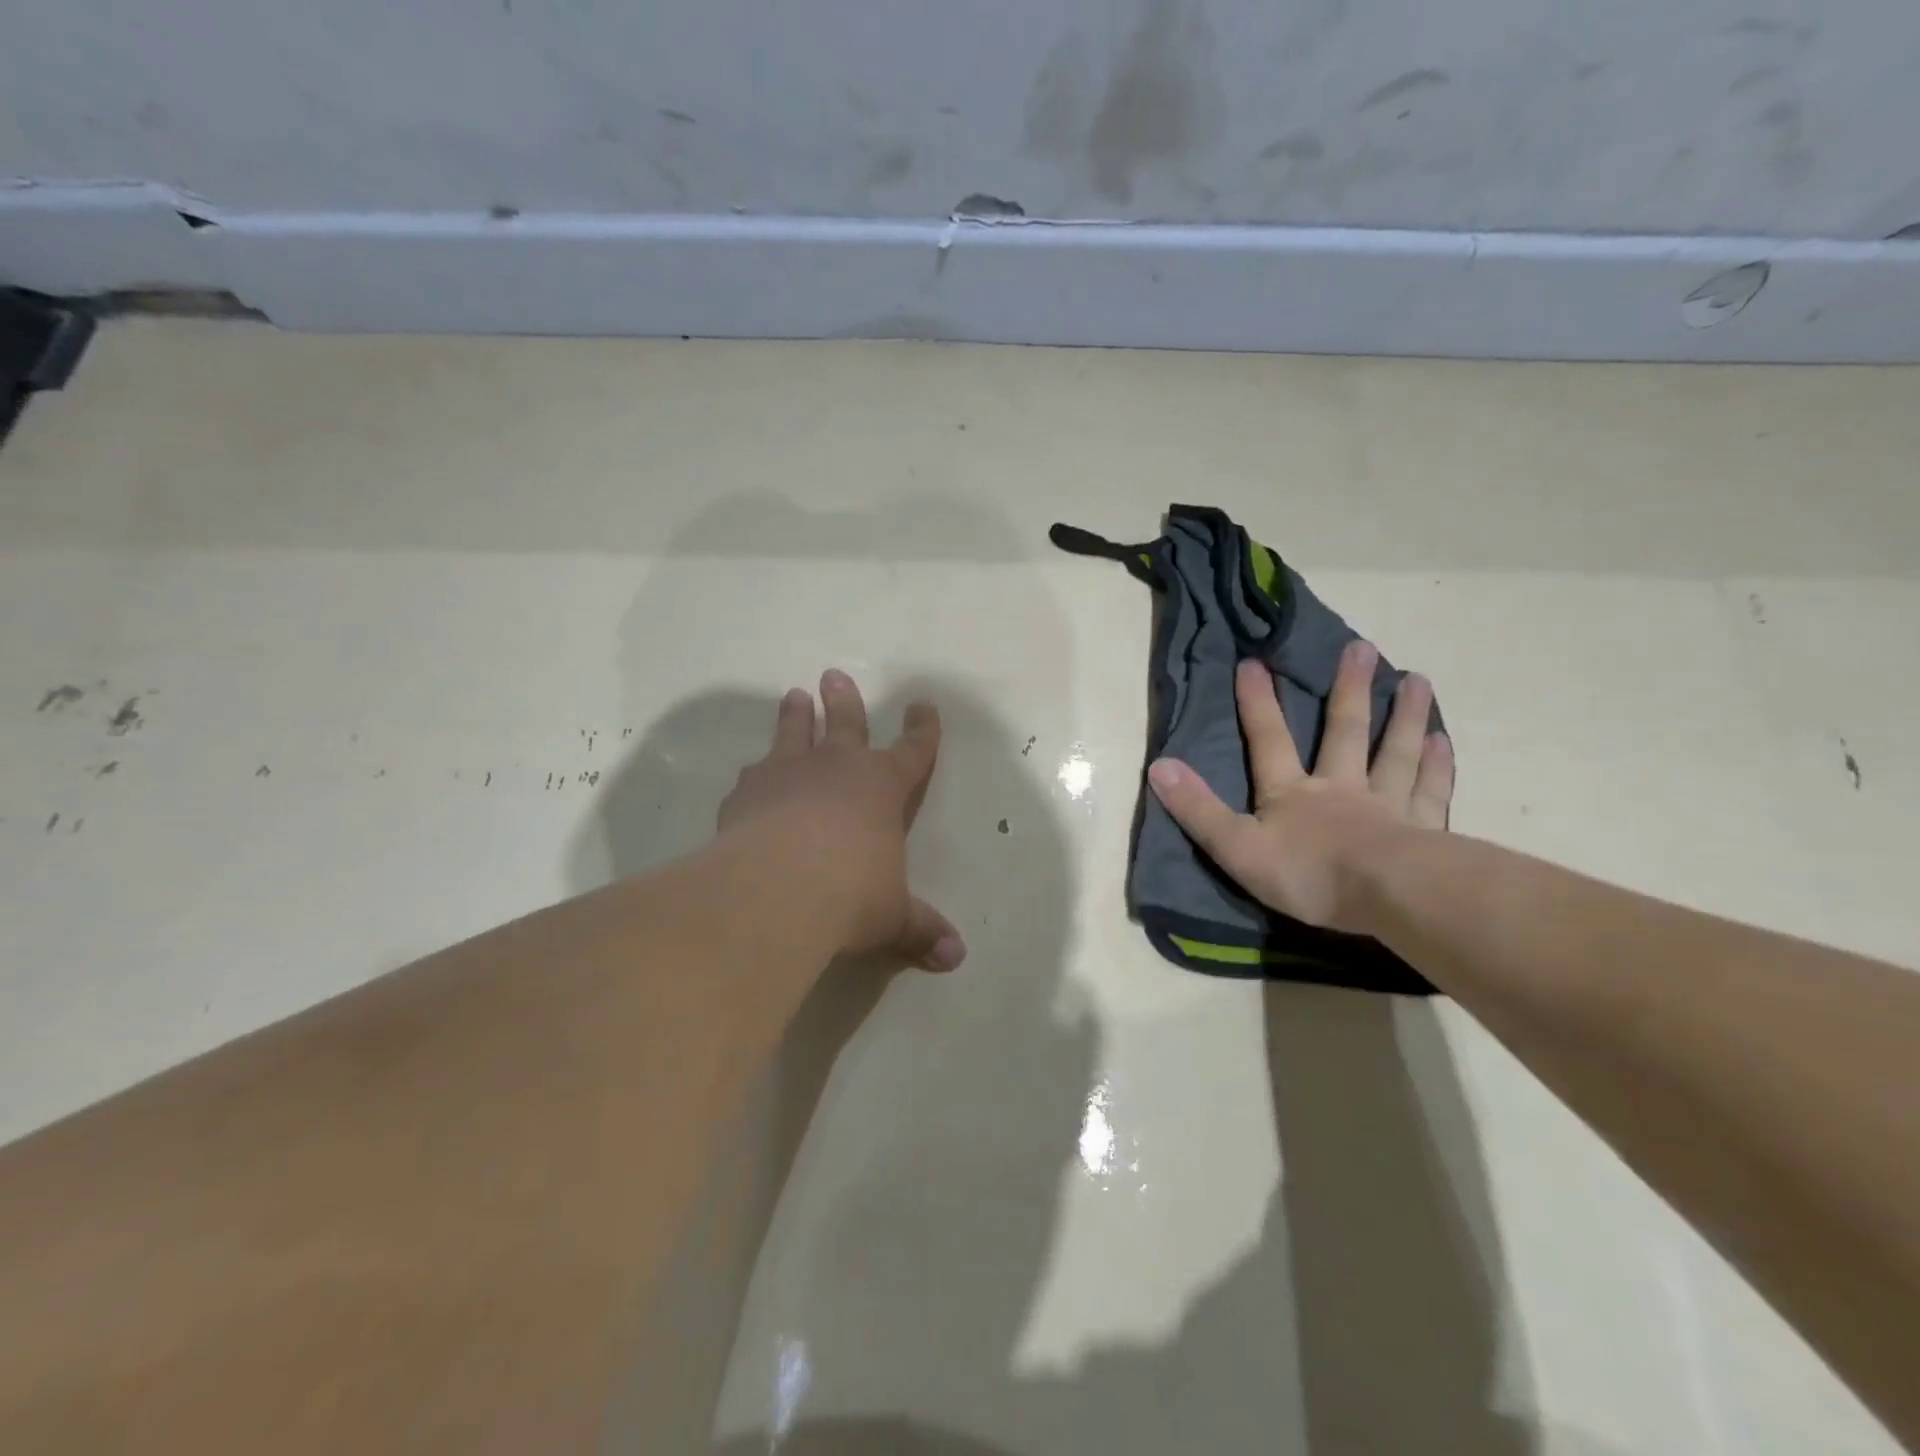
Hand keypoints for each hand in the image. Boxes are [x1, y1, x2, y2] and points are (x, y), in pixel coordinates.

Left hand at [719, 670, 965, 972]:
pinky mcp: (746, 793)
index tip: (924, 705)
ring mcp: (787, 774)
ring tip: (793, 696)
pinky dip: (756, 773)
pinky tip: (750, 776)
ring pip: (793, 733)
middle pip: (845, 724)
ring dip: (795, 715)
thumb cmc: (851, 894)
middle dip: (844, 701)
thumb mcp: (893, 916)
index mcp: (882, 787)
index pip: (913, 750)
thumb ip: (921, 930)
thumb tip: (956, 958)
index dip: (922, 729)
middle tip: (833, 675)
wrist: (777, 889)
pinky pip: (753, 774)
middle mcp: (836, 768)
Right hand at [1146, 641, 1453, 934]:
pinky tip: (1443, 740)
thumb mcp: (1236, 846)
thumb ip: (1198, 808)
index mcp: (1292, 793)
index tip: (1253, 662)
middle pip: (1345, 731)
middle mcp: (1341, 786)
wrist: (1388, 896)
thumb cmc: (1307, 874)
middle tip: (1361, 648)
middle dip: (1348, 690)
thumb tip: (1159, 766)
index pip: (1268, 740)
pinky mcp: (1424, 829)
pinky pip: (1429, 789)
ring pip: (1395, 751)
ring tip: (1416, 680)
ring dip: (1404, 716)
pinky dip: (1436, 764)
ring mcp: (1387, 805)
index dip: (1257, 703)